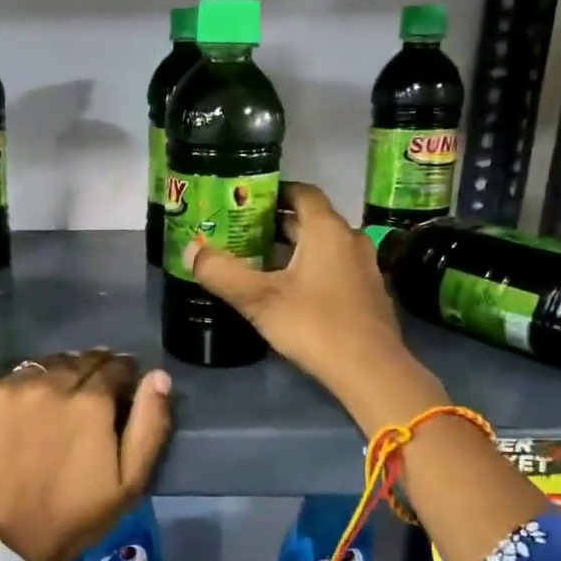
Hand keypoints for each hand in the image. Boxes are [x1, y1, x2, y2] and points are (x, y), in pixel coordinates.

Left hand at [0, 350, 172, 560]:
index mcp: (89, 400)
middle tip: (89, 396)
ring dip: (54, 378)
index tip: (121, 390)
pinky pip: (5, 384)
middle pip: (77, 361)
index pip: (114, 366)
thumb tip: (158, 376)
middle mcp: (48, 383)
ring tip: (54, 403)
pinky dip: (19, 392)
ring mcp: (6, 390)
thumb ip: (149, 424)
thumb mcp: (128, 483)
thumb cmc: (71, 518)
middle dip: (90, 372)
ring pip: (40, 368)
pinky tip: (19, 416)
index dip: (123, 375)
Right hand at [185, 182, 448, 429]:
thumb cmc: (314, 324)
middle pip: (310, 220)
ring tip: (258, 262)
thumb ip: (221, 273)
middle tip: (240, 232)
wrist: (370, 370)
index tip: (245, 200)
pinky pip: (334, 268)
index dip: (274, 191)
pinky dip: (310, 269)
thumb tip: (191, 252)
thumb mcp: (258, 299)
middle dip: (276, 224)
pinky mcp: (368, 293)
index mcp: (327, 229)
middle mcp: (350, 239)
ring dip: (292, 249)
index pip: (302, 191)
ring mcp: (363, 267)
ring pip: (322, 246)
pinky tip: (288, 291)